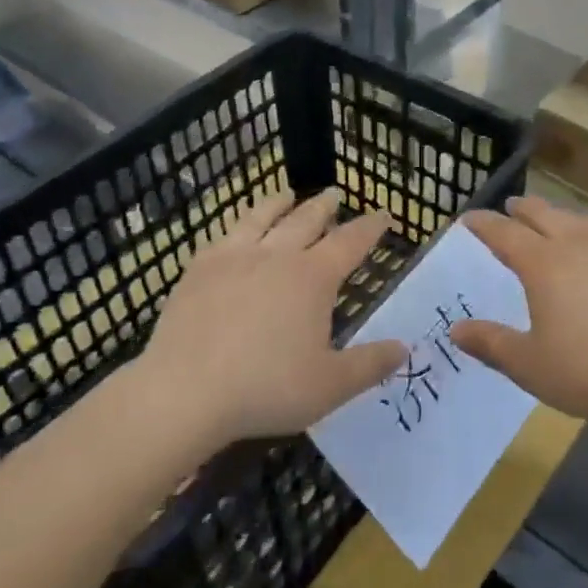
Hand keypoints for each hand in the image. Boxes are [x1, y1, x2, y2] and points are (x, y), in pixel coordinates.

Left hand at [133, 189, 407, 448]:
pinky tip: (234, 233)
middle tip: (335, 194)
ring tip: (287, 194)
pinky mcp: (198, 269)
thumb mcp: (330, 386)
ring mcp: (234, 257)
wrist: (183, 392)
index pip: (350, 241)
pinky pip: (224, 236)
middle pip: (306, 219)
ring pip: (262, 217)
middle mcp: (277, 255)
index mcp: (313, 277)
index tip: (383, 214)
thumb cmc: (266, 388)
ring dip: (279, 203)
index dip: (370, 227)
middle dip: (325, 206)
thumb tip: (405, 347)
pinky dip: (238, 226)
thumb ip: (370, 364)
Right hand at [451, 196, 587, 427]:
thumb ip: (491, 344)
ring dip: (559, 216)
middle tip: (509, 207)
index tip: (469, 218)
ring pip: (580, 221)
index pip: (504, 233)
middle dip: (522, 209)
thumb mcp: (530, 365)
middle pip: (544, 215)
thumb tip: (456, 330)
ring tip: (554, 221)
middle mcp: (577, 245)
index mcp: (543, 264)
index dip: (484, 224)